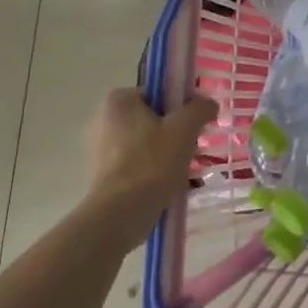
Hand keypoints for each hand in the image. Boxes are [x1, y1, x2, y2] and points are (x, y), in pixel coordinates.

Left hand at [84, 87, 218, 213]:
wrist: (120, 216)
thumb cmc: (152, 163)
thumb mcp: (185, 127)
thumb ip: (201, 108)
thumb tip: (208, 105)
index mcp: (118, 101)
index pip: (160, 92)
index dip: (183, 105)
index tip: (198, 124)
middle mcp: (103, 120)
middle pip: (155, 118)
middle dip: (178, 132)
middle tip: (196, 147)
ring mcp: (100, 149)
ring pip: (149, 143)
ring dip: (170, 153)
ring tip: (189, 170)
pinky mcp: (103, 175)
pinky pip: (139, 164)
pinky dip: (156, 170)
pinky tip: (173, 185)